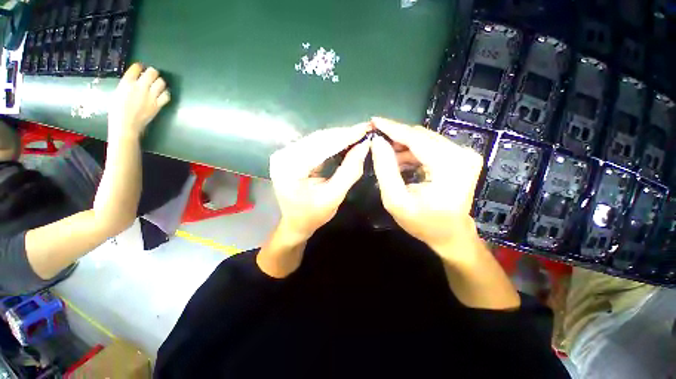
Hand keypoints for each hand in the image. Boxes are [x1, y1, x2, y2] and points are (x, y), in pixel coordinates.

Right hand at [107, 63, 170, 140]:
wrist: (126, 124)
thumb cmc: (117, 110)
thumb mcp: (118, 92)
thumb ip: (127, 84)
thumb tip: (135, 80)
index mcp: (127, 83)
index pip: (137, 67)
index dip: (140, 66)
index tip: (141, 68)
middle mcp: (140, 87)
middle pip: (152, 73)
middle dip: (153, 72)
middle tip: (151, 75)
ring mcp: (151, 96)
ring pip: (161, 82)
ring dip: (160, 82)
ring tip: (157, 84)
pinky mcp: (158, 105)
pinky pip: (167, 95)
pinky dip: (166, 93)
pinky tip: (162, 94)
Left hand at [270, 124, 370, 243]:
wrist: (295, 223)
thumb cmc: (313, 215)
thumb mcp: (334, 197)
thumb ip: (349, 172)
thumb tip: (364, 146)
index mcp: (290, 168)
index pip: (321, 145)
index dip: (346, 136)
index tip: (366, 128)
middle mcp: (284, 155)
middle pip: (319, 139)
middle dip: (344, 135)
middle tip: (365, 131)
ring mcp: (286, 153)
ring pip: (318, 139)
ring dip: (339, 137)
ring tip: (358, 135)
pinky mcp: (292, 154)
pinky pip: (315, 144)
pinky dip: (332, 143)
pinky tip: (345, 142)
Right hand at [370, 117, 483, 255]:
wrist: (450, 235)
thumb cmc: (423, 223)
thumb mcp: (396, 200)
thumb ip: (385, 170)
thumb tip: (377, 142)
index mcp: (449, 165)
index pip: (416, 138)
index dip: (392, 128)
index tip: (373, 121)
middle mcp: (461, 154)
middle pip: (420, 136)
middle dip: (395, 137)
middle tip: (375, 140)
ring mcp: (463, 154)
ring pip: (424, 140)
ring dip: (402, 146)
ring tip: (385, 155)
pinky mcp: (460, 157)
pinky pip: (430, 147)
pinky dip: (411, 152)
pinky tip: (399, 161)